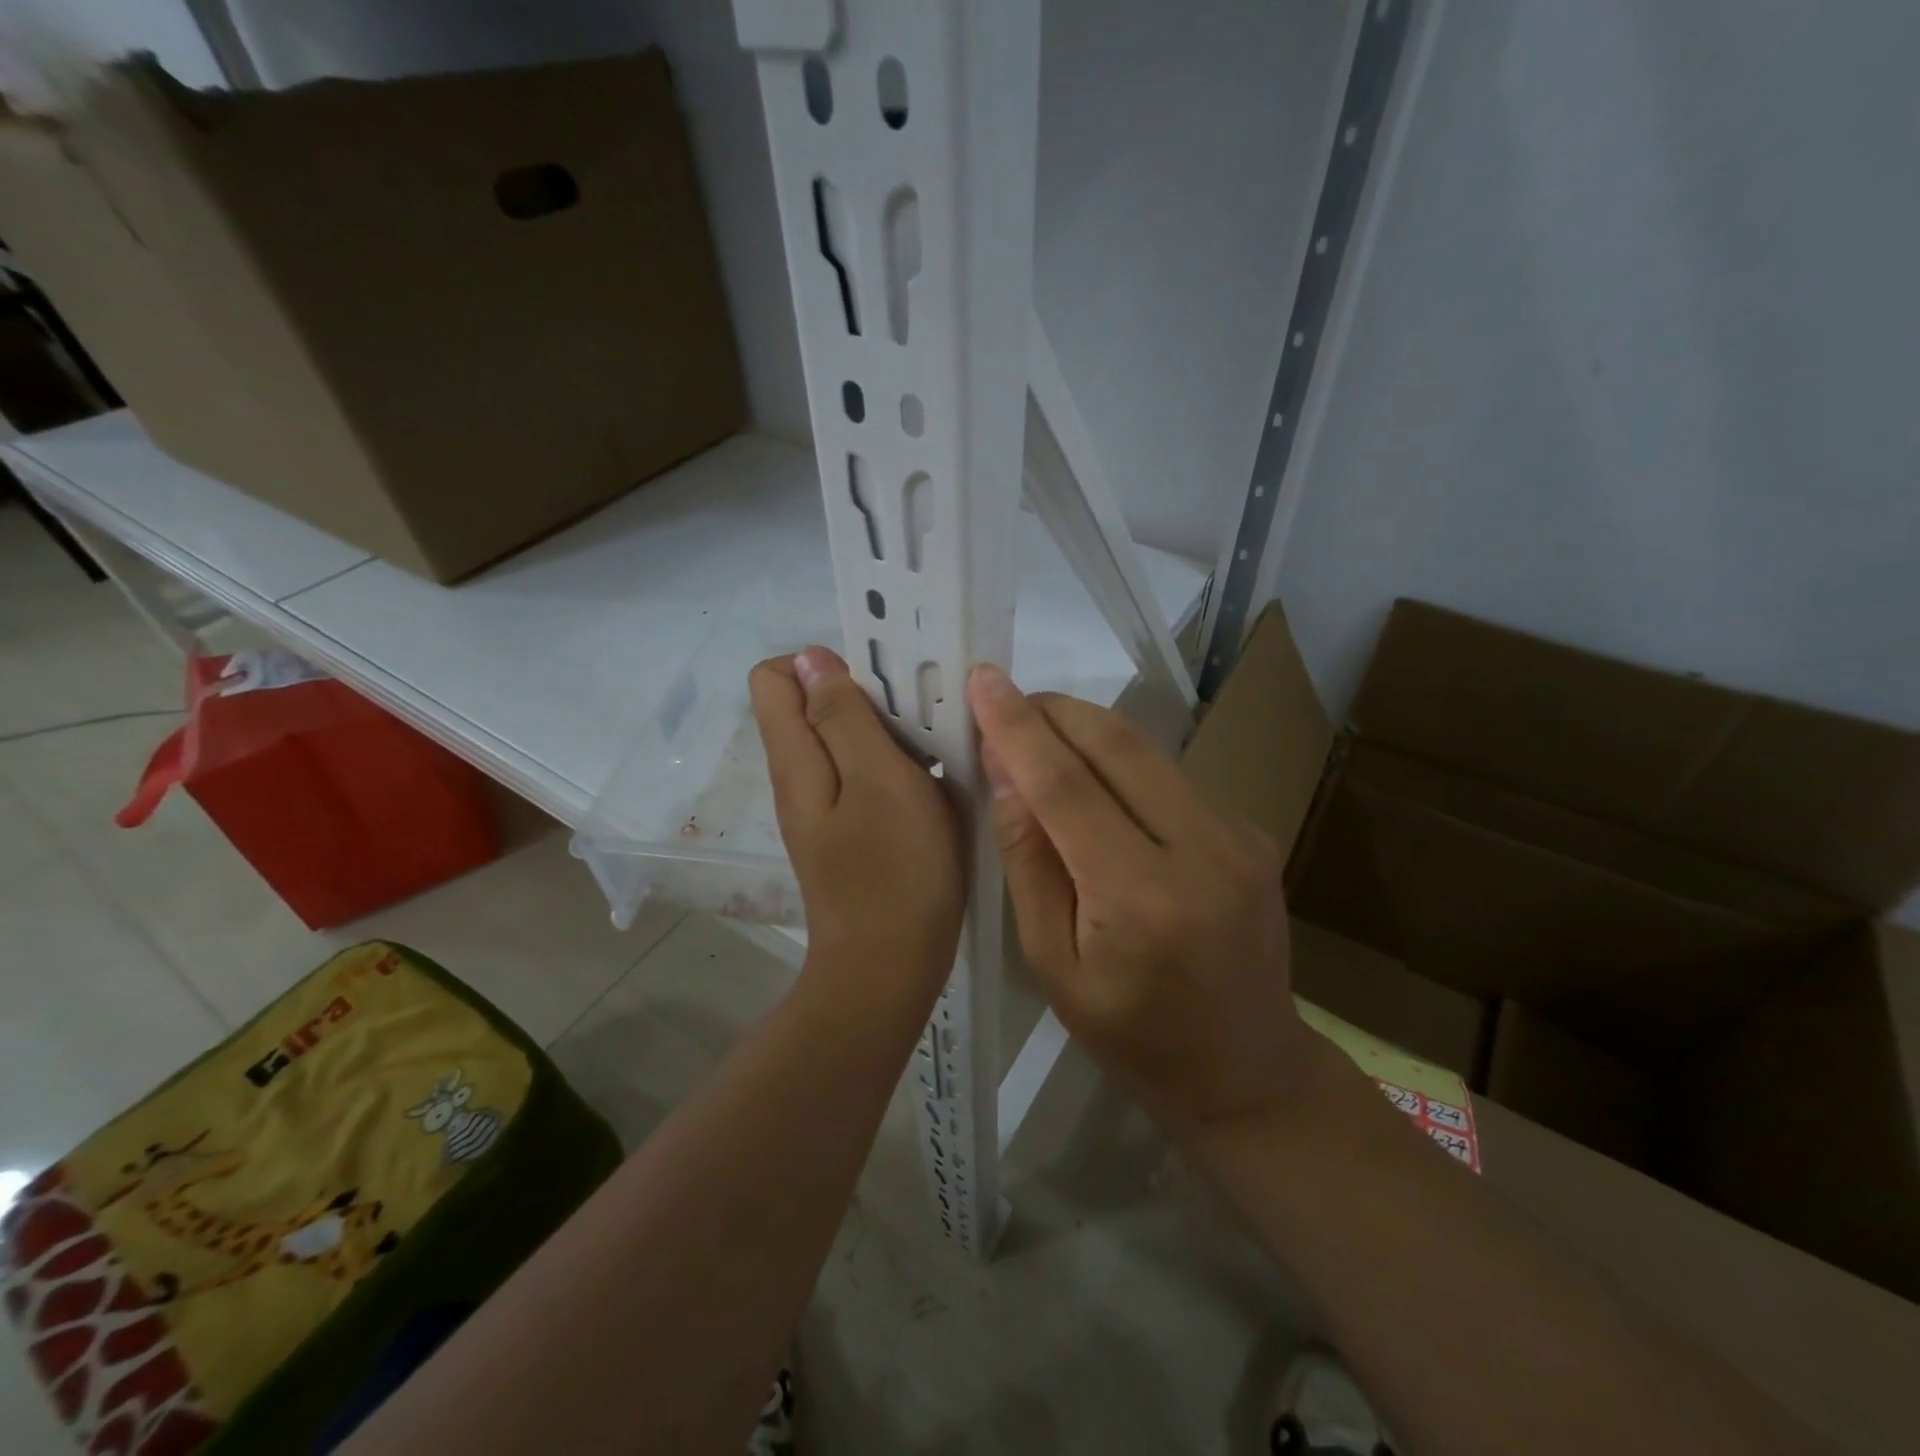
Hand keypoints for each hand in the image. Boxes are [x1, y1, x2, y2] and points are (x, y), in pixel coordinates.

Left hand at [750, 647, 964, 990]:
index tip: (877, 684)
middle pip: (813, 706)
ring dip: (887, 731)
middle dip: (864, 695)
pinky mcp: (852, 830)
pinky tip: (934, 783)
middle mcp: (801, 777)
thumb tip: (810, 658)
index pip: (775, 677)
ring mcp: (826, 807)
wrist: (890, 968)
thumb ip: (842, 718)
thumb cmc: (893, 872)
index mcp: (796, 758)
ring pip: (846, 741)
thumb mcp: (877, 782)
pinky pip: (866, 776)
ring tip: (935, 746)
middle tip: (919, 716)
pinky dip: (896, 766)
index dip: (821, 664)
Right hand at [967, 664, 1308, 1129]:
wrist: (1247, 1071)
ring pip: (1146, 751)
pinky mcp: (1251, 830)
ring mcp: (1238, 834)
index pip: (1065, 785)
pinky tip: (1096, 788)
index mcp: (1140, 897)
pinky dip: (1121, 765)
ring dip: (1085, 732)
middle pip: (1116, 744)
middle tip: (1006, 703)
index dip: (1017, 726)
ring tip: (1038, 739)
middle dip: (1053, 711)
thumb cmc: (1130, 1035)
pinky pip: (1170, 776)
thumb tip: (1004, 770)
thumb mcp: (1052, 962)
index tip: (982, 678)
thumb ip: (1028, 860)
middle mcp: (1201, 849)